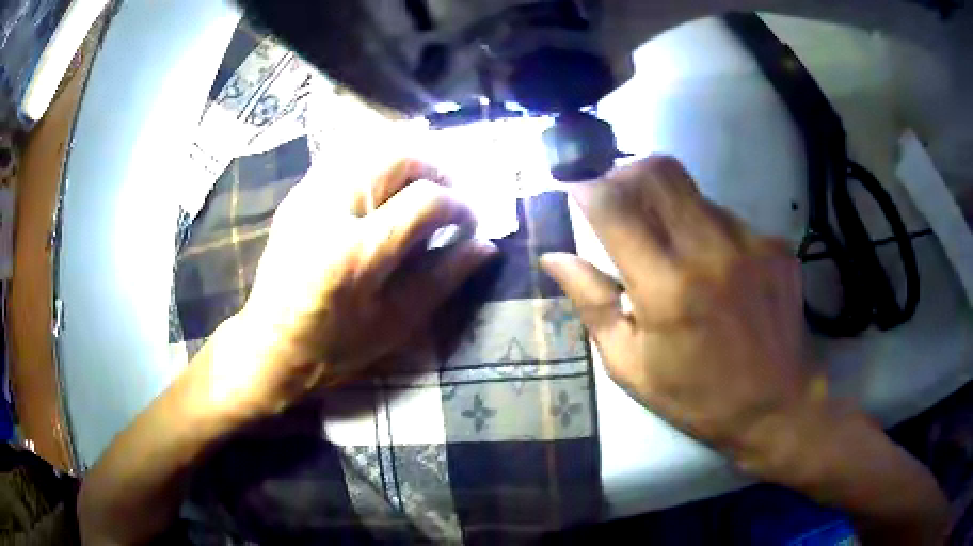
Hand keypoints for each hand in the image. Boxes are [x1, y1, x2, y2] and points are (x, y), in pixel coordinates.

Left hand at [211, 159, 497, 415]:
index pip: (425, 201)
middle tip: (450, 196)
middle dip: (436, 170)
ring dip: (407, 161)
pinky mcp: (297, 194)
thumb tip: (486, 245)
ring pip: (370, 146)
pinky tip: (384, 189)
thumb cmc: (333, 348)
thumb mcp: (394, 325)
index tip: (470, 224)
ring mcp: (308, 196)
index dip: (459, 206)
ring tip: (421, 188)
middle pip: (398, 156)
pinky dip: (376, 162)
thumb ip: (441, 279)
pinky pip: (345, 156)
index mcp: (356, 254)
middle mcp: (330, 211)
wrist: (269, 346)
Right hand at [541, 156, 814, 456]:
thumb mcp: (631, 366)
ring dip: (669, 208)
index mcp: (667, 288)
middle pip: (658, 171)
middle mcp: (711, 251)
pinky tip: (716, 270)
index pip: (614, 205)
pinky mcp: (776, 245)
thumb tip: (554, 258)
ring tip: (675, 253)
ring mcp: (751, 242)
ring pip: (694, 191)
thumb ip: (592, 304)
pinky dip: (708, 230)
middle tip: (619, 204)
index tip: (577, 190)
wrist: (777, 407)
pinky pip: (728, 217)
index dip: (586, 187)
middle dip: (626, 174)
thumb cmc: (697, 397)